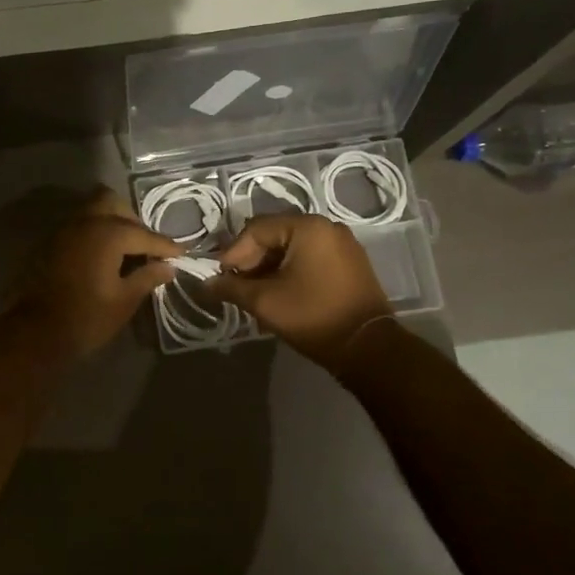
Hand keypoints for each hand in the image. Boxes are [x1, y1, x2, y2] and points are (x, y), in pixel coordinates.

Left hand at [13, 188, 179, 357]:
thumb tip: (167, 267)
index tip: (182, 252)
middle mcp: (84, 222)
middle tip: (146, 247)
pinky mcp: (50, 243)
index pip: (144, 234)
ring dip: (111, 223)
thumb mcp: (124, 300)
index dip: (165, 245)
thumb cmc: (86, 318)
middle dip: (133, 221)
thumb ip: (147, 277)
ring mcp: (63, 230)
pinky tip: (102, 257)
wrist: (36, 333)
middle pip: (113, 204)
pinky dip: (93, 234)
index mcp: (107, 234)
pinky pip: (78, 226)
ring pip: (92, 211)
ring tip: (125, 250)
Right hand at [208, 214, 393, 369]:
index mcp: (307, 227)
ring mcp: (342, 244)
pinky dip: (290, 271)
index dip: (233, 253)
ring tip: (254, 294)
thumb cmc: (313, 317)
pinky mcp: (349, 263)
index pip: (256, 229)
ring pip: (292, 248)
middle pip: (275, 235)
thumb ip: (232, 288)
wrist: (367, 347)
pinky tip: (279, 293)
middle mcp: (327, 227)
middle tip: (236, 286)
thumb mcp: (265, 302)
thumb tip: (207, 284)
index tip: (221, 279)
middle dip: (251, 260)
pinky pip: (310, 257)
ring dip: (269, 267)